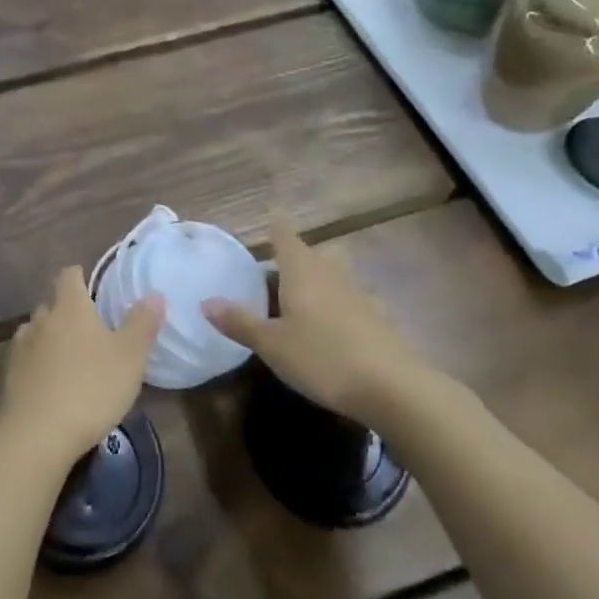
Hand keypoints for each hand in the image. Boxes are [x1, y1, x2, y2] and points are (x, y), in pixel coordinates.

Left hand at [0, 267, 162, 468]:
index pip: (69, 275)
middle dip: (67, 312)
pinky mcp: (8, 377)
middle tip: (89, 330)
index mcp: (70, 307)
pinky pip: (26, 361)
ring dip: (50, 339)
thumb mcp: (130, 357)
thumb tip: (154, 293)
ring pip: (36, 332)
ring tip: (69, 358)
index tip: (91, 286)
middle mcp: (41, 320)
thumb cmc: (91, 388)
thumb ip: (142, 323)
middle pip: (52, 305)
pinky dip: (38, 366)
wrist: (36, 435)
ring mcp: (21, 348)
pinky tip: (50, 385)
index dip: (79, 276)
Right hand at [204, 214, 418, 423]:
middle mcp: (332, 274)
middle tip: (281, 268)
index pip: (286, 236)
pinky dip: (343, 305)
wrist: (393, 387)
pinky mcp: (381, 319)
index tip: (272, 210)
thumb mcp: (272, 345)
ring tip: (307, 298)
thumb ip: (240, 322)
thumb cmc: (322, 358)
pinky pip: (356, 301)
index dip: (277, 223)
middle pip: (316, 252)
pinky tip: (338, 328)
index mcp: (302, 272)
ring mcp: (361, 295)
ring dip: (324, 278)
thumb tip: (206, 301)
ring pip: (339, 274)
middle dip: (300, 254)